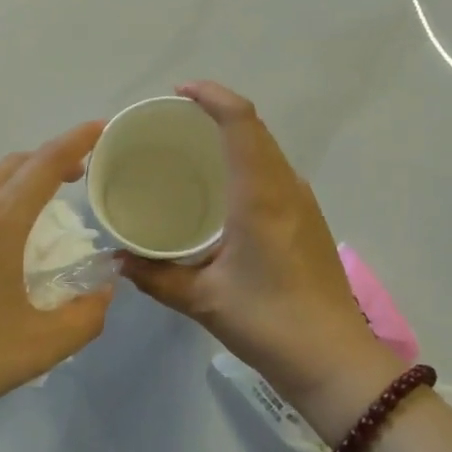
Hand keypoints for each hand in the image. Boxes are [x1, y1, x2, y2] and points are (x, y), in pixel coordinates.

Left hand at [0, 122, 113, 440]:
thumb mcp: (43, 346)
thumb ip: (88, 313)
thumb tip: (103, 288)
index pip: (44, 164)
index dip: (76, 140)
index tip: (100, 127)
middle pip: (9, 167)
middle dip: (44, 164)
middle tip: (69, 182)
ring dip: (6, 195)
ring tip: (19, 232)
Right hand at [120, 83, 403, 443]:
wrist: (333, 358)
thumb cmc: (268, 322)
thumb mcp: (203, 300)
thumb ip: (155, 276)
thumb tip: (118, 260)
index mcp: (260, 194)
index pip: (241, 121)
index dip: (212, 95)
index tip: (180, 93)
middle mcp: (286, 187)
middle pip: (255, 128)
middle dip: (217, 112)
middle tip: (176, 121)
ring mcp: (303, 202)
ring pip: (268, 149)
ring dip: (235, 137)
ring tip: (195, 149)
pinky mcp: (310, 219)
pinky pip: (275, 172)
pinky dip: (248, 162)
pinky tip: (225, 191)